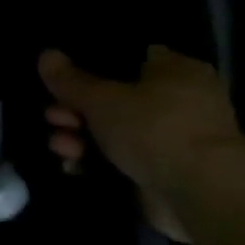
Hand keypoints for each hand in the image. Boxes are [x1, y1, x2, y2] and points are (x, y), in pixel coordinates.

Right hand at [37, 46, 244, 241]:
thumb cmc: (153, 128)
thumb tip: (45, 54)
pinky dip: (97, 162)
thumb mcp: (100, 98)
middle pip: (116, 98)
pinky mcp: (165, 169)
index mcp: (177, 71)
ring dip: (81, 137)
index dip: (94, 67)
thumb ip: (69, 79)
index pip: (132, 59)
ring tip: (60, 147)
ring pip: (115, 131)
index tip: (63, 81)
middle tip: (53, 117)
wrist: (199, 190)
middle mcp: (180, 101)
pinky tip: (73, 166)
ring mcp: (173, 138)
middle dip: (77, 109)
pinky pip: (121, 158)